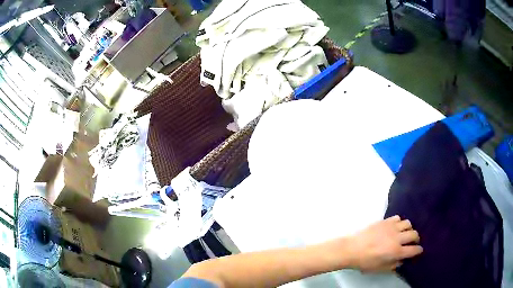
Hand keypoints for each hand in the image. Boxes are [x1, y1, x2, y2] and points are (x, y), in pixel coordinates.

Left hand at [346, 215, 422, 272]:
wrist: (351, 249)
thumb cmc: (365, 262)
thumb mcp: (380, 269)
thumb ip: (393, 265)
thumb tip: (402, 260)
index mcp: (396, 251)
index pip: (414, 250)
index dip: (418, 250)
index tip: (419, 250)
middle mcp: (397, 238)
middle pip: (414, 234)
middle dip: (416, 239)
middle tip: (413, 242)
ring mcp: (391, 228)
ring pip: (408, 223)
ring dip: (409, 229)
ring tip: (404, 233)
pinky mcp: (385, 221)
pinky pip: (397, 218)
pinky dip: (399, 222)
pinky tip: (395, 227)